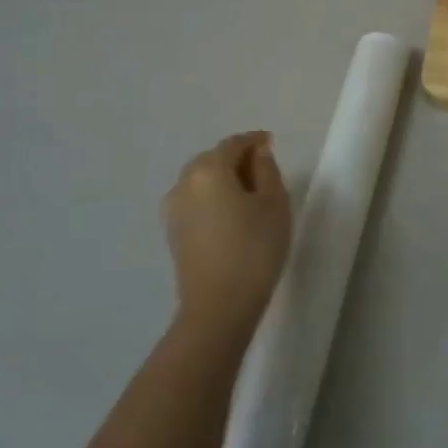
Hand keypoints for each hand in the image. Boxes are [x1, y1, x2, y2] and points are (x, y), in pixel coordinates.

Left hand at [160, 132, 291, 337]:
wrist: (219, 306)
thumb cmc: (254, 248)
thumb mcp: (274, 204)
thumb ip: (267, 170)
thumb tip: (257, 154)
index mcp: (209, 170)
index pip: (233, 144)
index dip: (254, 141)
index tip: (271, 142)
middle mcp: (184, 183)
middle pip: (212, 159)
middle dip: (236, 159)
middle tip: (263, 168)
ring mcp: (173, 209)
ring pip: (201, 181)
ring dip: (223, 179)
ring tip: (249, 193)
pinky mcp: (173, 232)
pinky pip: (195, 201)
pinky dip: (212, 198)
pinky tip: (231, 213)